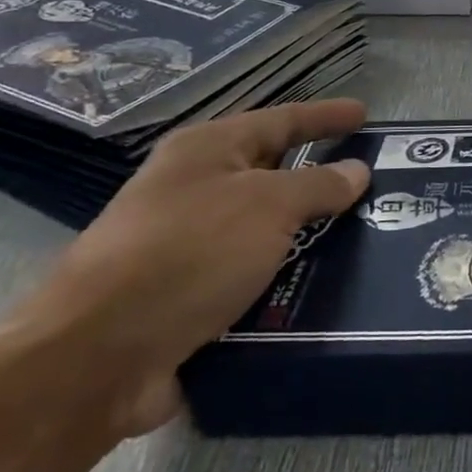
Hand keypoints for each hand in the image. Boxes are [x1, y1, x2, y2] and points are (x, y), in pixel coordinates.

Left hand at [7, 99, 370, 437]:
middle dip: (320, 178)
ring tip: (363, 240)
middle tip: (374, 184)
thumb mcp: (267, 207)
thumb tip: (356, 171)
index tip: (366, 114)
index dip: (325, 116)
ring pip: (264, 230)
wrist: (97, 357)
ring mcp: (186, 245)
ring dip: (308, 235)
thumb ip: (318, 185)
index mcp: (206, 151)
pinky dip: (286, 277)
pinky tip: (323, 288)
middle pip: (271, 173)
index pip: (280, 120)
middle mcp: (192, 190)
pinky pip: (252, 275)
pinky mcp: (187, 295)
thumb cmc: (187, 255)